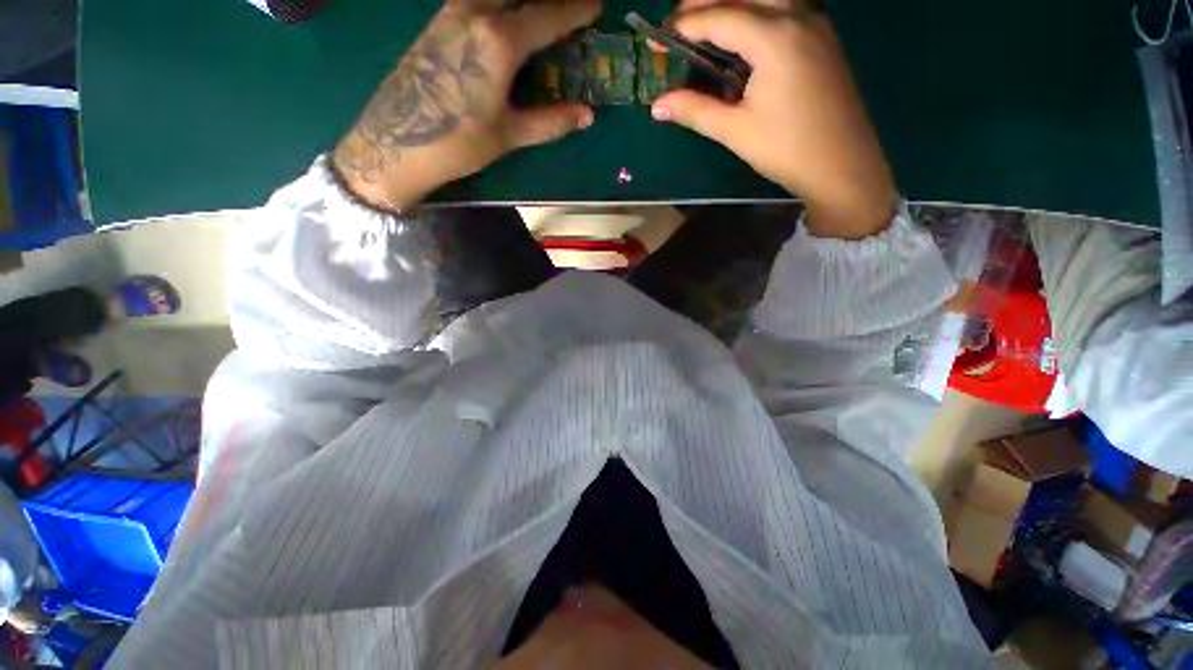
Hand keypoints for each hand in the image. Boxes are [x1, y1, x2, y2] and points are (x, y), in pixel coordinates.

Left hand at [333, 0, 600, 210]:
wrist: (397, 143)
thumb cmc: (459, 142)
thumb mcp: (510, 134)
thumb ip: (551, 121)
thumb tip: (587, 116)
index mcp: (499, 40)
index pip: (547, 15)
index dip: (575, 10)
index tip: (596, 6)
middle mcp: (475, 12)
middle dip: (547, 0)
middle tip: (566, 9)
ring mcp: (451, 12)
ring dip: (520, 1)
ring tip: (537, 14)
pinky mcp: (437, 21)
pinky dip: (497, 4)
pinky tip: (504, 17)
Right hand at [651, 1, 897, 238]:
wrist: (843, 165)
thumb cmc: (786, 149)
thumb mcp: (735, 130)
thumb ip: (694, 111)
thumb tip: (657, 106)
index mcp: (774, 37)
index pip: (718, 17)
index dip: (682, 25)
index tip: (656, 41)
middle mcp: (796, 15)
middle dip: (704, 1)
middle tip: (677, 26)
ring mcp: (814, 23)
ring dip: (731, 4)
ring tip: (704, 26)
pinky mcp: (821, 36)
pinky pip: (782, 9)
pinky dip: (754, 13)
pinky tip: (740, 37)